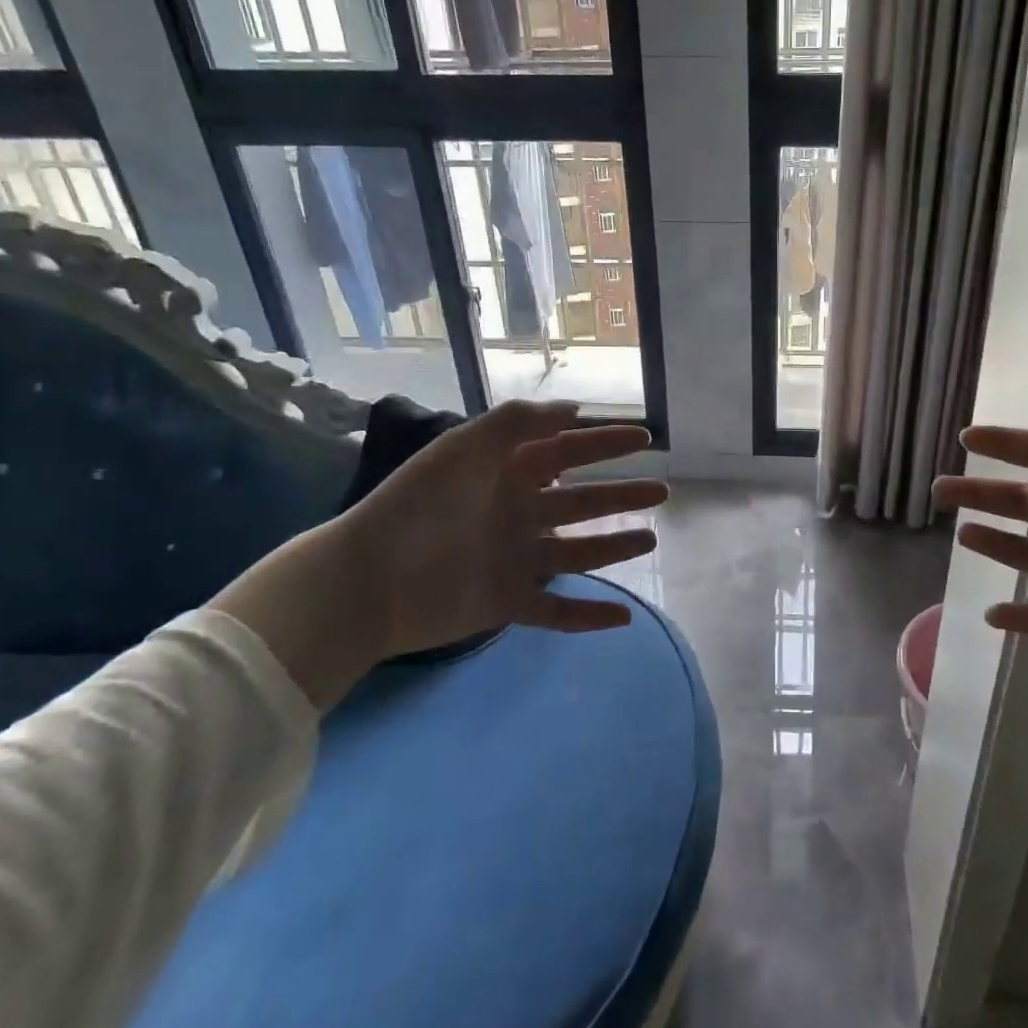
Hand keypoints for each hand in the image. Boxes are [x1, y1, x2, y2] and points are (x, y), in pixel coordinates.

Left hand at [210, 401, 666, 707]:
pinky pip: (557, 613)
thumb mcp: (465, 448)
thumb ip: (517, 423)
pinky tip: (623, 618)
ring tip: (651, 538)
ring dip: (615, 547)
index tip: (645, 437)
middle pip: (582, 503)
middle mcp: (518, 515)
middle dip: (622, 495)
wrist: (366, 581)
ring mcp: (515, 561)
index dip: (605, 443)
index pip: (568, 452)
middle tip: (662, 491)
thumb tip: (573, 409)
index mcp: (507, 476)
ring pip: (578, 553)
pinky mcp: (507, 605)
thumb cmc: (417, 506)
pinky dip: (589, 617)